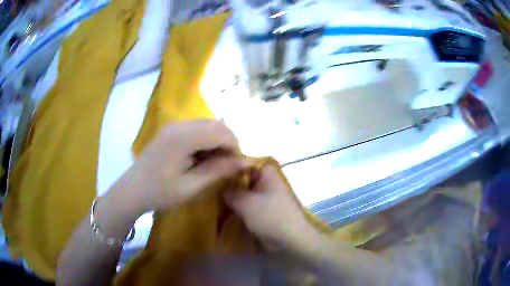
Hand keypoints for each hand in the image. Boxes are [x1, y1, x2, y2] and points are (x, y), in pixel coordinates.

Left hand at [133, 120, 248, 211]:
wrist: (133, 190)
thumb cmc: (161, 192)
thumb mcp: (191, 186)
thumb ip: (218, 171)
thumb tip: (246, 162)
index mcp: (184, 137)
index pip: (221, 133)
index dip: (235, 148)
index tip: (238, 166)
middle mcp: (180, 124)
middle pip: (216, 124)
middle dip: (228, 142)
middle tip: (229, 165)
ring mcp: (174, 125)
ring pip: (207, 124)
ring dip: (218, 140)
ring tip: (217, 162)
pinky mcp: (171, 130)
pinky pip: (197, 128)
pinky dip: (207, 139)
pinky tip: (203, 156)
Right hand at [224, 165, 317, 248]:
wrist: (290, 238)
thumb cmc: (270, 217)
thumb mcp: (246, 203)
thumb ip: (230, 193)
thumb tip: (221, 188)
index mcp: (267, 174)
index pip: (245, 163)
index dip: (230, 167)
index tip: (215, 173)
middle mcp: (267, 182)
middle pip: (244, 178)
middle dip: (230, 184)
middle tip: (212, 188)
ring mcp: (267, 196)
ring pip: (246, 192)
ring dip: (234, 197)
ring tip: (215, 199)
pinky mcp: (265, 210)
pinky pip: (249, 204)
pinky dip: (240, 207)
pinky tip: (226, 210)